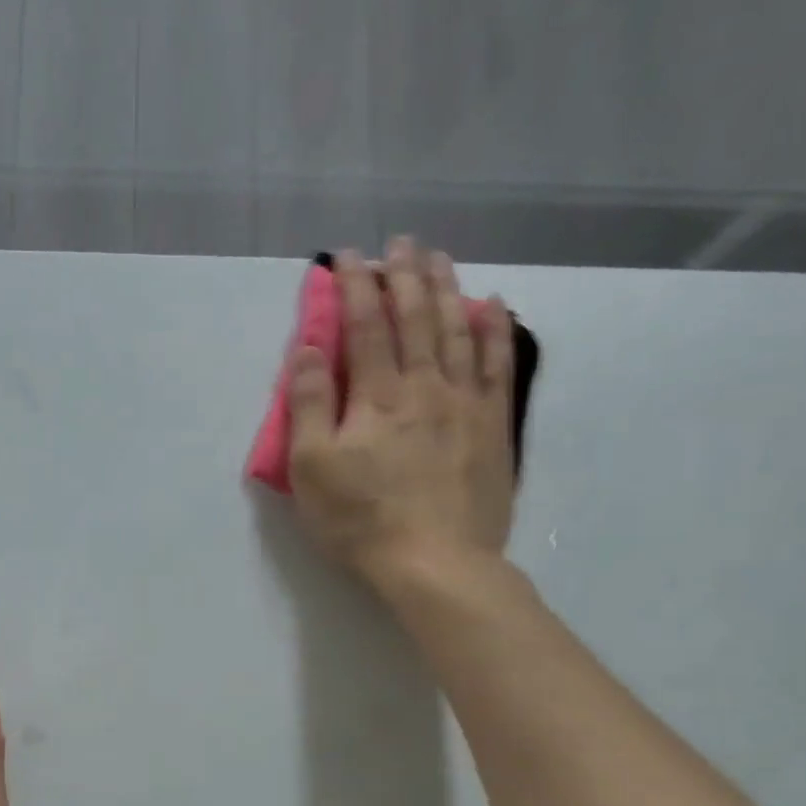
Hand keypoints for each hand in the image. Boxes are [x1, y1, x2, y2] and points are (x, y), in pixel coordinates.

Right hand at [287, 238, 518, 603]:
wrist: (436, 563)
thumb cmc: (361, 520)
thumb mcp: (312, 469)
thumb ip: (308, 405)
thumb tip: (308, 348)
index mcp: (376, 396)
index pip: (363, 326)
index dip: (354, 287)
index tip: (347, 256)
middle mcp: (424, 386)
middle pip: (415, 317)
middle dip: (404, 275)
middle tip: (400, 243)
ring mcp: (466, 403)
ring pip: (457, 330)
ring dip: (446, 288)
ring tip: (439, 258)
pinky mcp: (493, 427)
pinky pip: (497, 365)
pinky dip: (494, 330)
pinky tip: (492, 306)